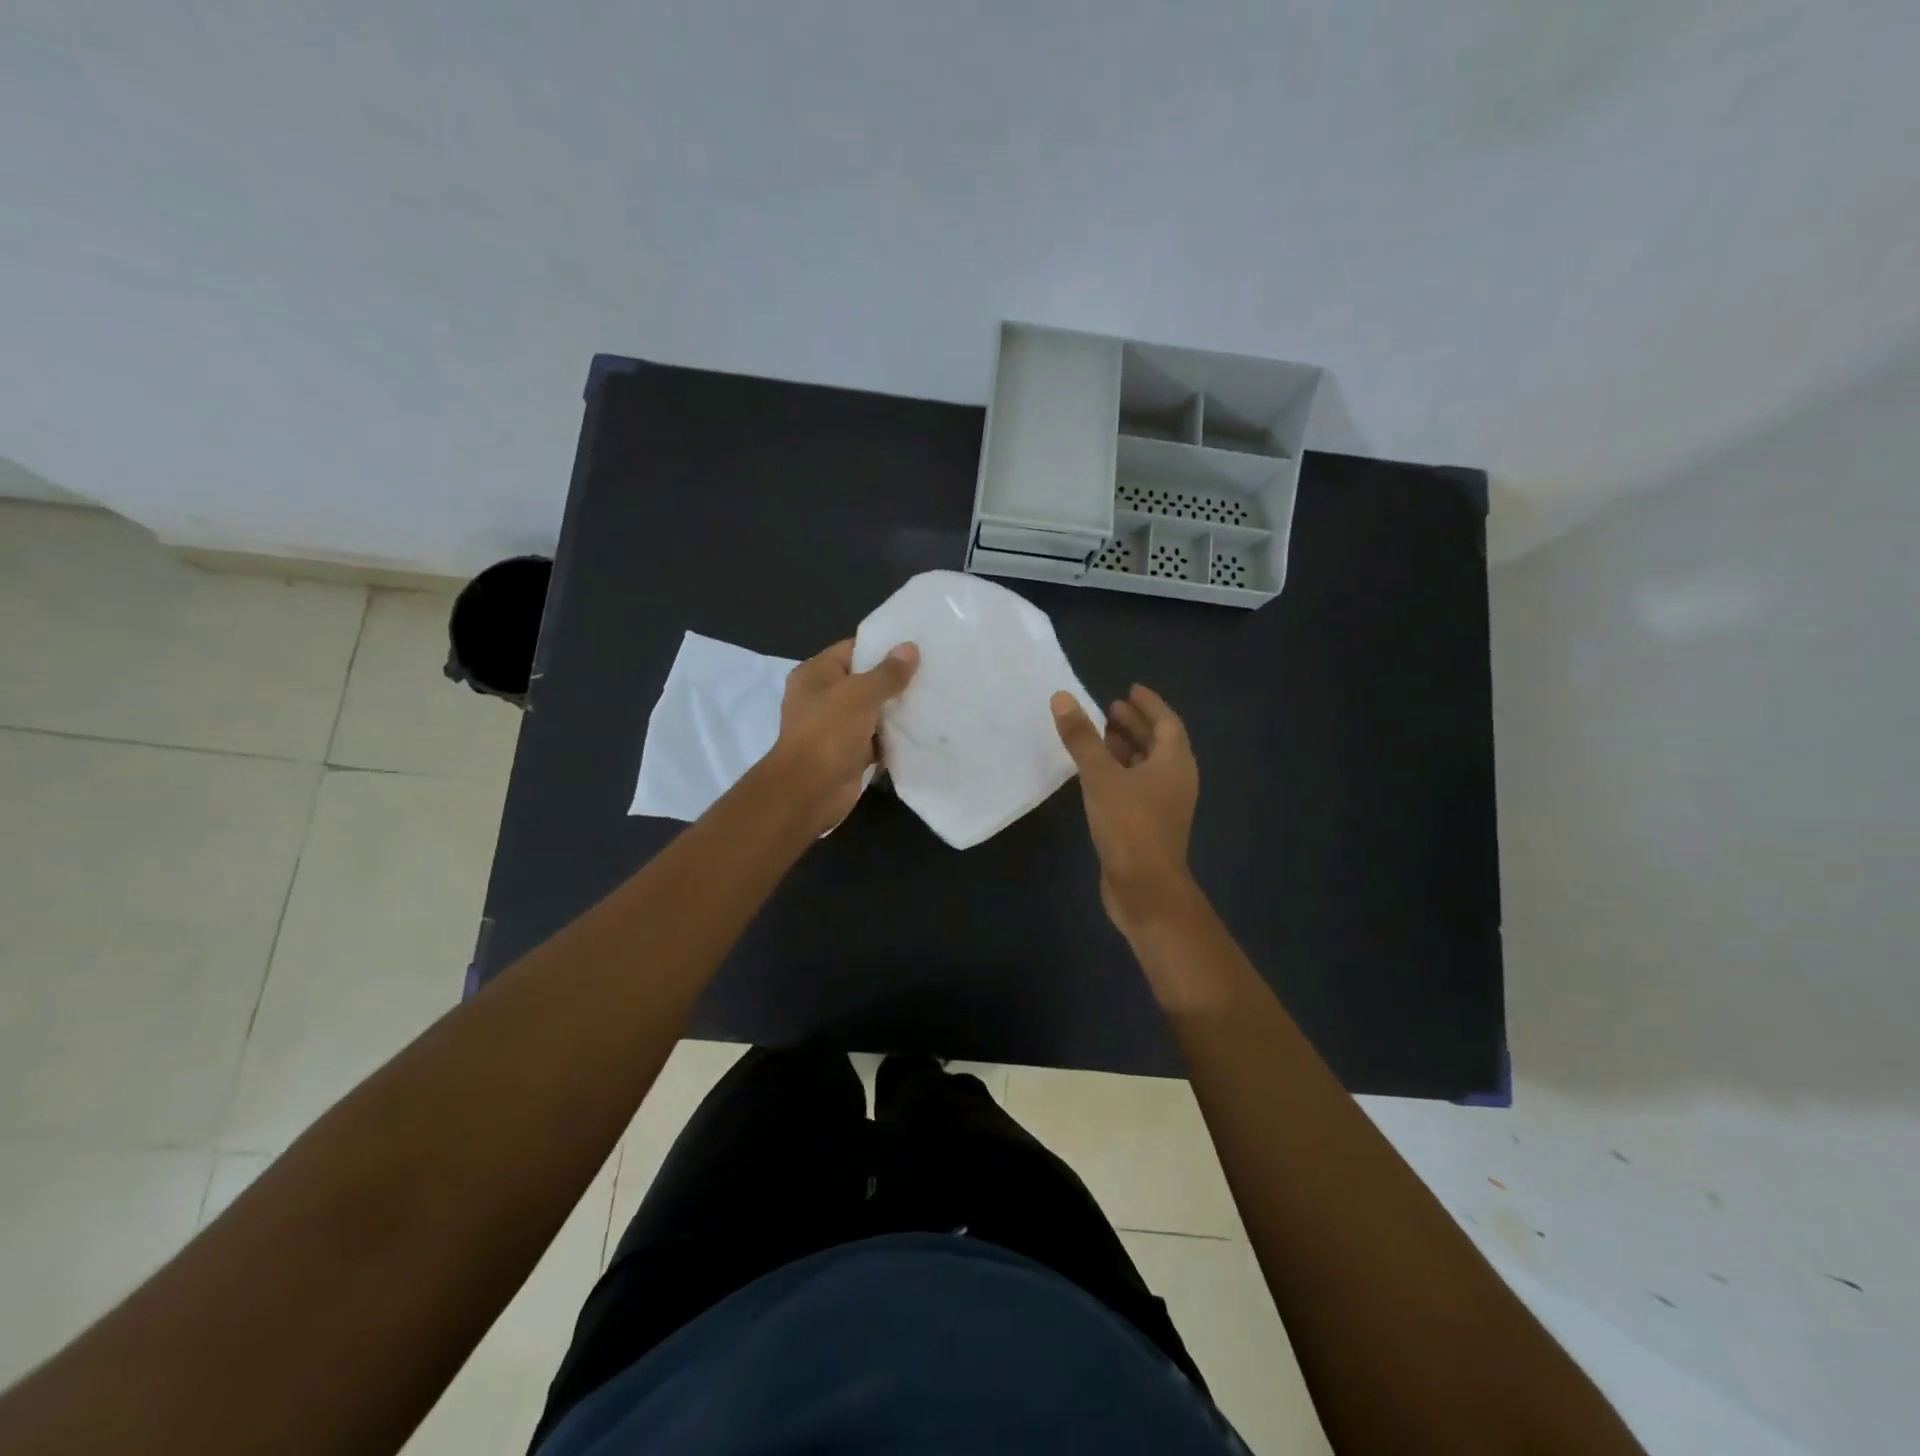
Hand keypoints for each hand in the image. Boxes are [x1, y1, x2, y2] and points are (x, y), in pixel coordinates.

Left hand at [769, 638, 918, 834]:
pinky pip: (876, 738)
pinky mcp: (848, 752)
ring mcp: (835, 727)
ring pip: (872, 711)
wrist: (809, 791)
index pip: (852, 649)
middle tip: (932, 670)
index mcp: (815, 674)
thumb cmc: (829, 733)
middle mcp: (822, 697)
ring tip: (934, 696)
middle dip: (895, 679)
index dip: (882, 646)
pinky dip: (894, 736)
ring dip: (897, 709)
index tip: (916, 645)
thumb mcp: (860, 694)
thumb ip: (887, 673)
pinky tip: (922, 728)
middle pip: (864, 680)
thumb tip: (910, 648)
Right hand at [1052, 684, 1199, 938]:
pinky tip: (1096, 774)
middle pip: (1158, 743)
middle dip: (1135, 724)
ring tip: (1100, 735)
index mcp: (1174, 762)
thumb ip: (1082, 737)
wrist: (1145, 888)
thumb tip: (1062, 697)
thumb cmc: (1129, 825)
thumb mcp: (1101, 776)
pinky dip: (1119, 772)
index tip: (1128, 689)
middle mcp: (1175, 780)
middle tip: (1108, 709)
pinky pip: (1136, 787)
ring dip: (1126, 748)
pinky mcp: (1148, 825)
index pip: (1166, 722)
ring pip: (1146, 767)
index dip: (1148, 704)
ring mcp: (1163, 805)